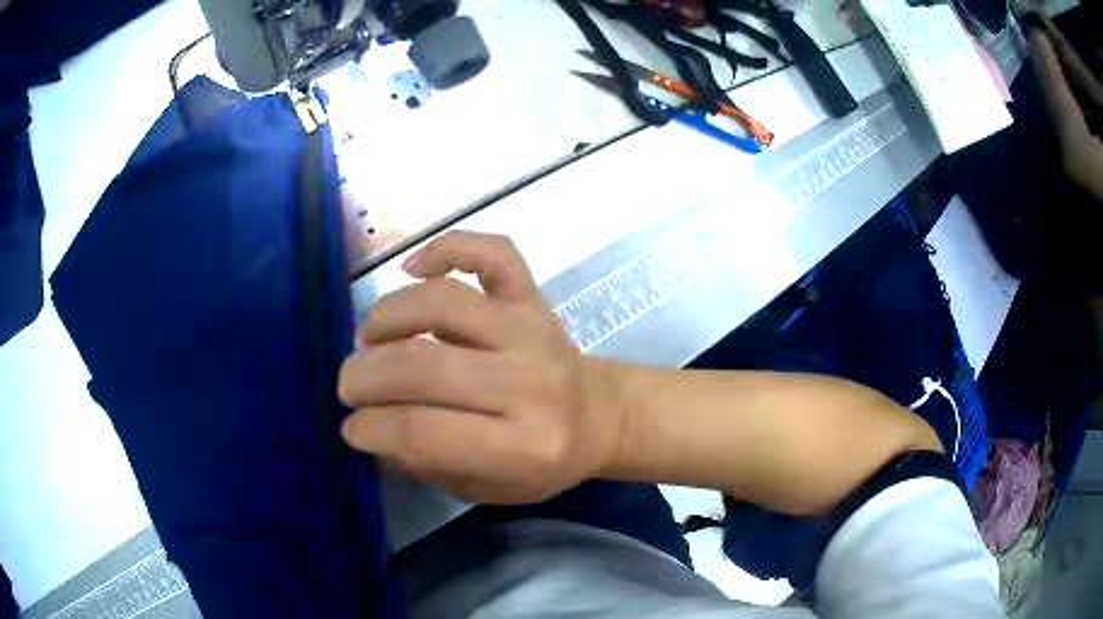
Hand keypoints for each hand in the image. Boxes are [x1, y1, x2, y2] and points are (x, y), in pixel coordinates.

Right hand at [337, 232, 623, 503]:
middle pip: (424, 367)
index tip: (351, 427)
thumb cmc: (545, 462)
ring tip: (369, 338)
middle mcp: (529, 383)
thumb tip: (369, 430)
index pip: (422, 431)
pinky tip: (413, 267)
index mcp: (522, 446)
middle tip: (348, 385)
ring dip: (388, 316)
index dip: (370, 428)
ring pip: (444, 303)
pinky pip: (492, 252)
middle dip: (365, 376)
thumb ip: (428, 464)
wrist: (602, 416)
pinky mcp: (533, 296)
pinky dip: (447, 247)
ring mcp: (531, 329)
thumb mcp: (490, 488)